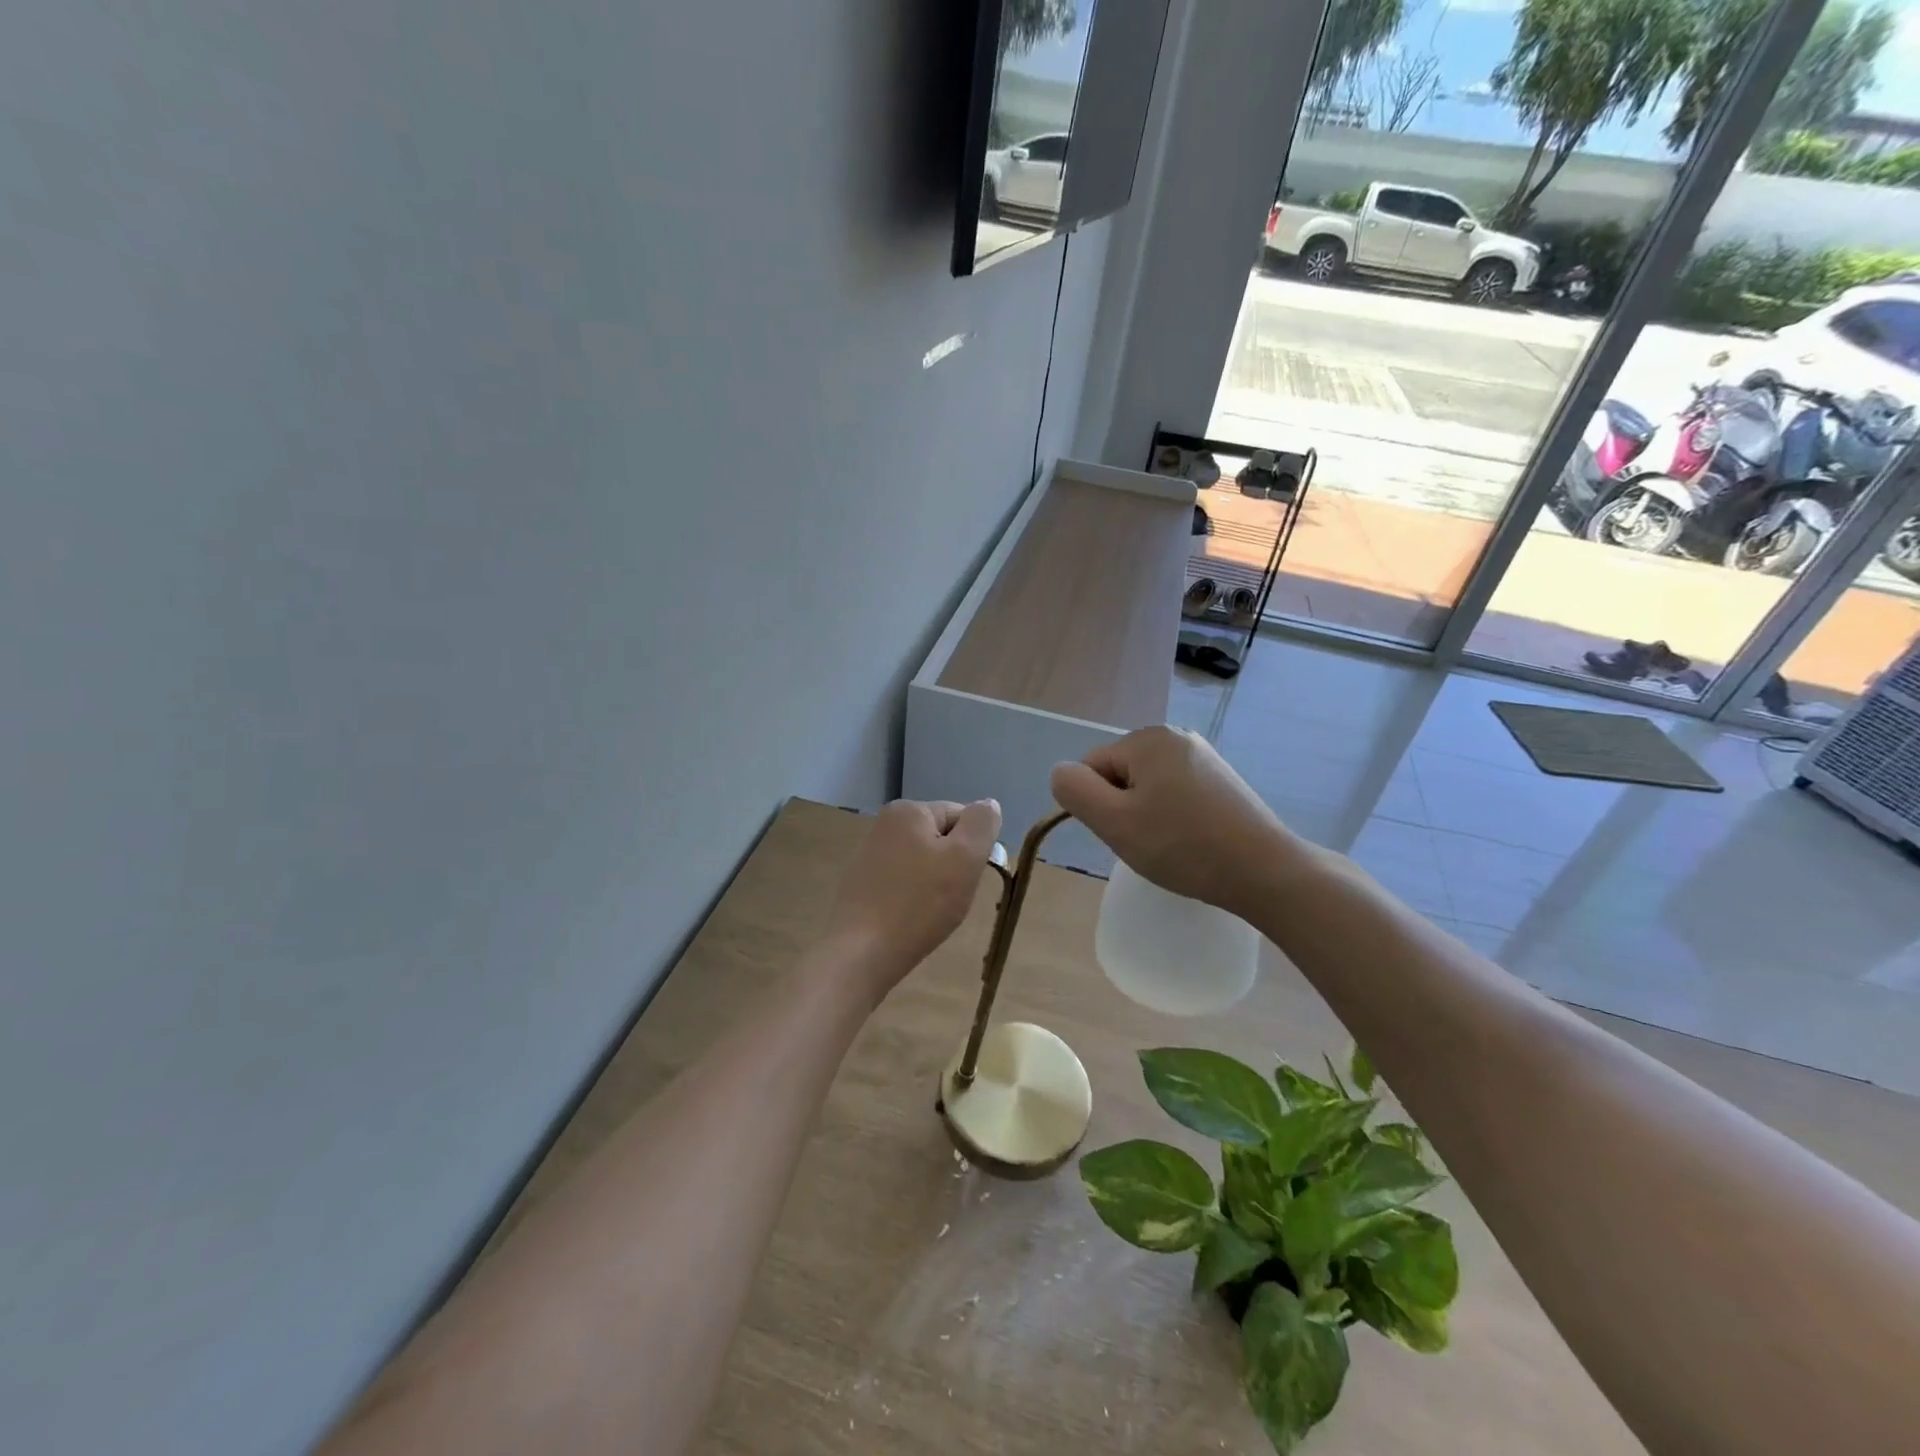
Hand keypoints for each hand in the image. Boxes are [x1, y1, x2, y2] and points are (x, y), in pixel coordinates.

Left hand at [822, 798, 1001, 997]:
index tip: (968, 879)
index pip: (962, 818)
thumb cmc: (920, 903)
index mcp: (909, 811)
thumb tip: (989, 804)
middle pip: (942, 838)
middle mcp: (885, 823)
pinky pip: (903, 880)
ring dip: (935, 882)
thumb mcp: (965, 858)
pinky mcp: (862, 882)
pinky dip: (913, 895)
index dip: (974, 848)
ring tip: (930, 911)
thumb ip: (982, 824)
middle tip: (950, 897)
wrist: (863, 952)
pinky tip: (910, 917)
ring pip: (924, 861)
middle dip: (954, 866)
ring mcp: (870, 853)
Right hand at [1050, 727, 1293, 916]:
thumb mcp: (1114, 822)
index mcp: (1147, 739)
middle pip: (1121, 774)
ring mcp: (1204, 757)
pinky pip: (1176, 794)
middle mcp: (1176, 737)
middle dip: (1123, 809)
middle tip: (1147, 843)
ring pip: (1148, 787)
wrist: (1265, 871)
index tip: (1124, 834)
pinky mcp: (1223, 780)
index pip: (1092, 766)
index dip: (1097, 805)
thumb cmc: (1183, 845)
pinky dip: (1174, 818)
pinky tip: (1192, 842)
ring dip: (1147, 816)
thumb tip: (1061, 772)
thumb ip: (1075, 791)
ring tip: (1171, 846)